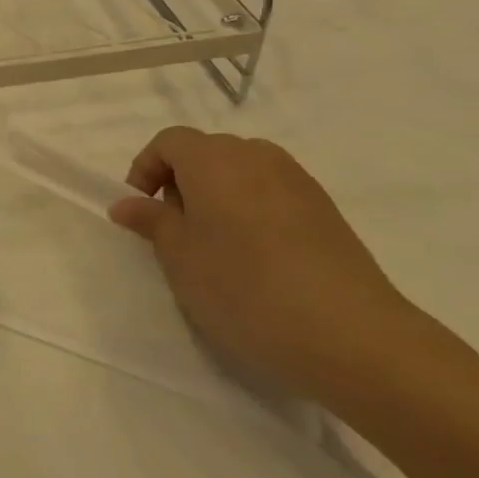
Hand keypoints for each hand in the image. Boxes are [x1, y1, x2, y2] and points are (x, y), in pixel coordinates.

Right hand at [107, 128, 429, 403]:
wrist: (351, 335)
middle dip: (181, 181)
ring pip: (242, 171)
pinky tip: (256, 256)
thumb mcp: (179, 257)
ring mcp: (297, 180)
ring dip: (217, 195)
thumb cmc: (244, 289)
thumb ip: (151, 221)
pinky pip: (272, 192)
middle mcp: (256, 156)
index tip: (141, 210)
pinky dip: (251, 209)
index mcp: (214, 160)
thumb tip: (127, 203)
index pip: (169, 141)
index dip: (146, 168)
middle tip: (175, 230)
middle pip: (207, 151)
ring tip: (214, 244)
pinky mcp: (325, 209)